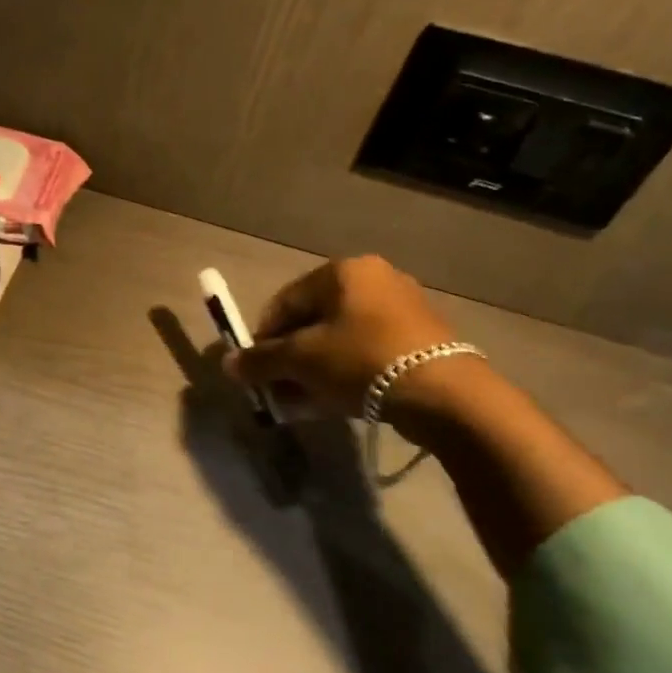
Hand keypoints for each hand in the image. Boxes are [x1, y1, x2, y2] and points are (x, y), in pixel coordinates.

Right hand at [225, 256, 471, 423]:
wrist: (443, 393)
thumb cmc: (361, 361)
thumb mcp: (301, 361)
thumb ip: (261, 361)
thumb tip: (228, 365)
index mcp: (343, 271)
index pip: (285, 302)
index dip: (263, 337)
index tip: (255, 370)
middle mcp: (374, 279)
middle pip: (313, 320)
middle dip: (290, 357)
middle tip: (278, 388)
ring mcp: (402, 307)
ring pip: (340, 339)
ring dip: (315, 368)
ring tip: (303, 400)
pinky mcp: (421, 337)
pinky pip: (367, 351)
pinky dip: (345, 372)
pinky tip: (335, 400)